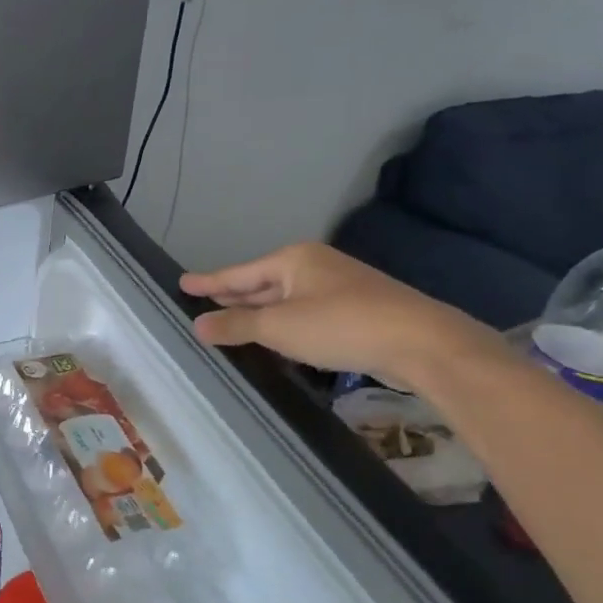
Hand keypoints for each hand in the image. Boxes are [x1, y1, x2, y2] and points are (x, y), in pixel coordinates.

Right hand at [180, 242, 500, 387]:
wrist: (420, 342)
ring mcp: (336, 288)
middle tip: (201, 302)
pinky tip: (273, 337)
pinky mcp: (353, 312)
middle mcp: (313, 267)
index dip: (209, 281)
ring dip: (256, 312)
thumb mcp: (280, 327)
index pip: (238, 273)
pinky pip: (302, 313)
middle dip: (232, 295)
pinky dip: (281, 324)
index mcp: (293, 260)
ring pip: (283, 300)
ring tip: (227, 321)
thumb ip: (236, 324)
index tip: (182, 283)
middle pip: (261, 283)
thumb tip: (198, 324)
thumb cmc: (341, 325)